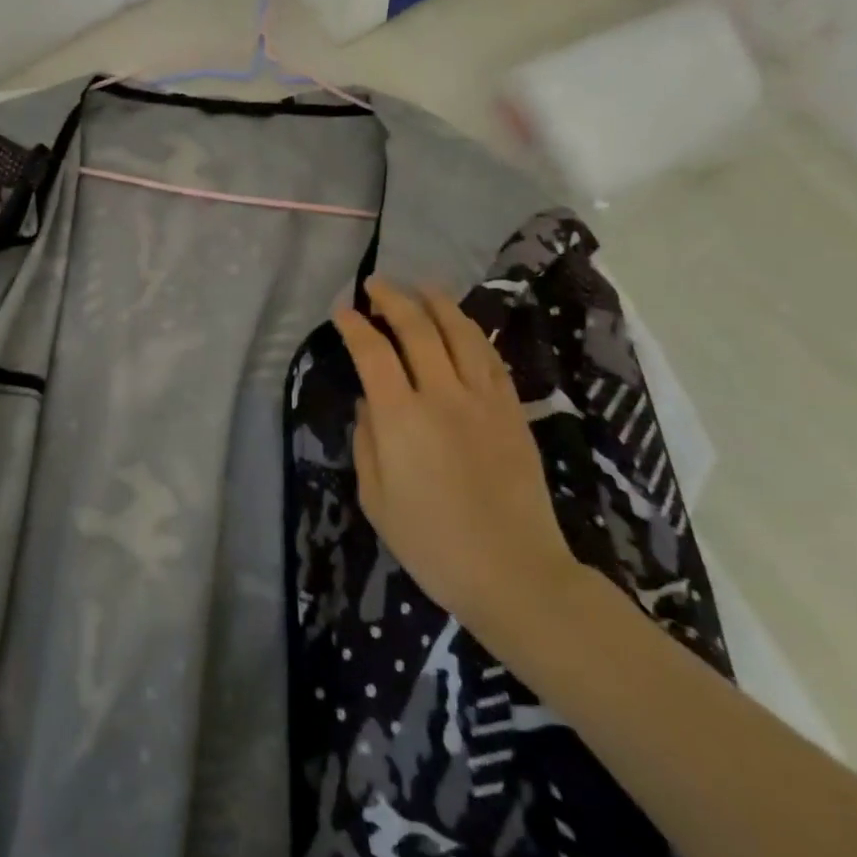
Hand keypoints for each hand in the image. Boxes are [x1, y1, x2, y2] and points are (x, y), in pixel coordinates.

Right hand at [332, 278, 581, 649]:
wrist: (514, 572)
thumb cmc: (432, 543)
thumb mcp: (376, 499)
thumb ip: (367, 442)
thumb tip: (369, 403)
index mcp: (401, 418)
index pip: (373, 353)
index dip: (355, 326)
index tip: (342, 311)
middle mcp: (442, 396)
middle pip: (417, 329)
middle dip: (393, 299)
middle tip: (376, 285)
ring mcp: (484, 400)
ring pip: (461, 334)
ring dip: (438, 304)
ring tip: (422, 287)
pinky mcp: (512, 412)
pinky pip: (492, 359)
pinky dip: (473, 335)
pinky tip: (463, 327)